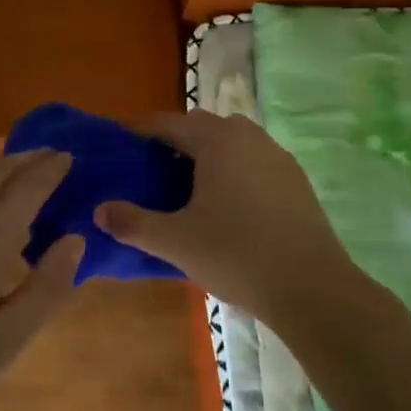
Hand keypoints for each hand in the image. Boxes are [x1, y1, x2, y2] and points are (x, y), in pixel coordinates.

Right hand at [95, 111, 358, 329]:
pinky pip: (253, 162)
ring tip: (186, 188)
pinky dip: (233, 172)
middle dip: (174, 142)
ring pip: (232, 143)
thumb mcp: (176, 241)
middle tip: (150, 171)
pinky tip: (226, 207)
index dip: (141, 132)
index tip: (121, 146)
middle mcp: (249, 136)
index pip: (169, 123)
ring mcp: (277, 156)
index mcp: (218, 140)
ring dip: (207, 156)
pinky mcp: (296, 180)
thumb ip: (133, 223)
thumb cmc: (236, 254)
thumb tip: (99, 211)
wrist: (312, 287)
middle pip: (202, 128)